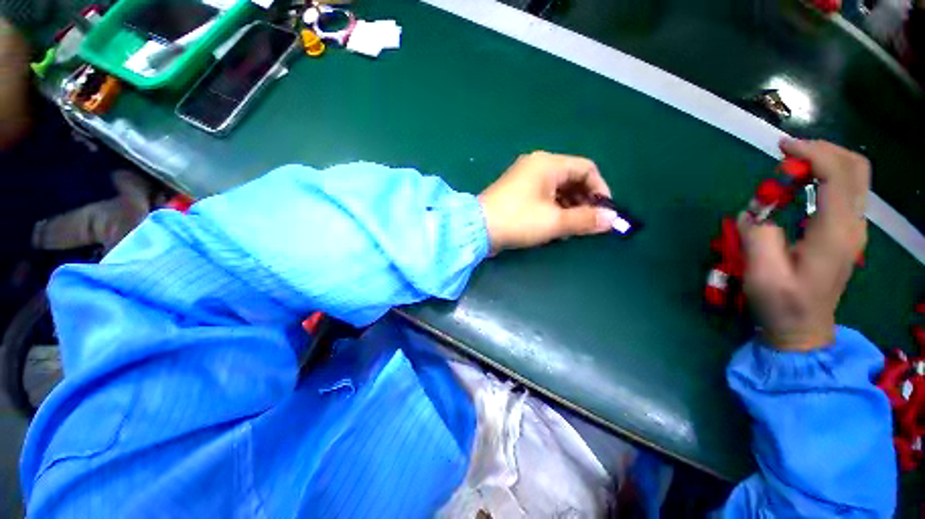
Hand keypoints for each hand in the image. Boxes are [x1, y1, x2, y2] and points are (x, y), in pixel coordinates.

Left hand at [478, 151, 616, 252]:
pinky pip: (542, 196)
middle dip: (584, 201)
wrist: (477, 229)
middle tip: (589, 223)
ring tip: (573, 228)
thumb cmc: (518, 220)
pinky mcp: (516, 192)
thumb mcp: (554, 221)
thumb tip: (612, 220)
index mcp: (548, 164)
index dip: (600, 189)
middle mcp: (536, 165)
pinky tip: (555, 226)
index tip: (604, 212)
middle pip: (571, 179)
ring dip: (569, 207)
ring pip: (557, 189)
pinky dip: (553, 209)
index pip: (586, 169)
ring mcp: (524, 178)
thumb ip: (585, 219)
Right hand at [740, 139, 869, 351]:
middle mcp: (853, 225)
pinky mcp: (845, 232)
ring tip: (790, 169)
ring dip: (824, 162)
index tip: (782, 148)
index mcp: (835, 234)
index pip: (838, 175)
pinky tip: (801, 186)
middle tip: (788, 154)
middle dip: (823, 151)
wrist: (803, 330)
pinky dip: (825, 177)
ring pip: (854, 176)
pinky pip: (844, 190)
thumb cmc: (782, 305)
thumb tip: (755, 212)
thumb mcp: (762, 274)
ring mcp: (853, 229)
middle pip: (856, 168)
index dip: (813, 153)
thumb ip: (758, 235)